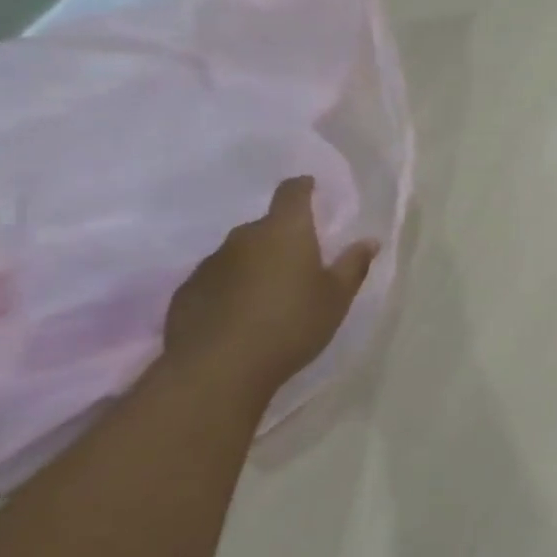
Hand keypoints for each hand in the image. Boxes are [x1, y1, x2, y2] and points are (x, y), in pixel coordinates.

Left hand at [163, 177, 377, 397]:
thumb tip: (369, 241)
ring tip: (270, 295)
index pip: (292, 192)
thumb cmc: (291, 325)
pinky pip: (217, 280)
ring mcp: (210, 263)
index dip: (303, 187)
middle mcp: (244, 237)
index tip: (312, 190)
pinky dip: (231, 288)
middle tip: (301, 263)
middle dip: (284, 237)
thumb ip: (353, 265)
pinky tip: (240, 316)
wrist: (218, 369)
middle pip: (267, 226)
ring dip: (256, 264)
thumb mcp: (336, 298)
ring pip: (240, 254)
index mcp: (285, 231)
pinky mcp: (187, 291)